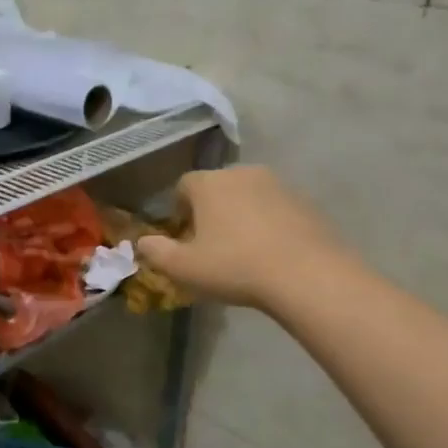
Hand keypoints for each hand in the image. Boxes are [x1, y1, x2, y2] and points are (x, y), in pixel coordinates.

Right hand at [136, 166, 345, 309]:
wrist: (306, 274)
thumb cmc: (235, 267)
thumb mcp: (184, 268)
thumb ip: (156, 252)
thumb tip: (141, 242)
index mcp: (209, 184)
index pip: (184, 185)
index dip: (179, 208)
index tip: (182, 234)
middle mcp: (243, 173)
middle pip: (217, 187)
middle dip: (210, 209)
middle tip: (210, 243)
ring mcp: (278, 185)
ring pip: (248, 196)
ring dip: (240, 215)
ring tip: (242, 249)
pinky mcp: (305, 202)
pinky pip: (276, 208)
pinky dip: (268, 223)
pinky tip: (270, 252)